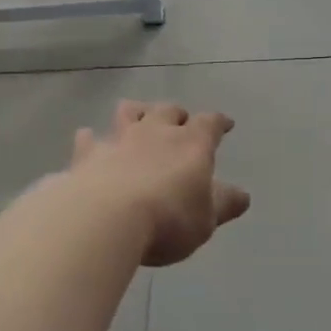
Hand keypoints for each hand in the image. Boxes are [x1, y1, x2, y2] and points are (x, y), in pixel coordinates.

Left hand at [71, 101, 250, 266]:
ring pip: (129, 112)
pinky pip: (89, 138)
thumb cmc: (167, 219)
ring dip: (136, 112)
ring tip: (138, 118)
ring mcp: (119, 139)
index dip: (219, 122)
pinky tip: (90, 141)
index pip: (210, 123)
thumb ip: (224, 204)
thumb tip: (242, 195)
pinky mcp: (88, 154)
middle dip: (177, 114)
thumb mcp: (206, 220)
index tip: (225, 124)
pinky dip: (92, 139)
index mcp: (191, 144)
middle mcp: (156, 131)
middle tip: (180, 121)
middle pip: (168, 110)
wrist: (106, 218)